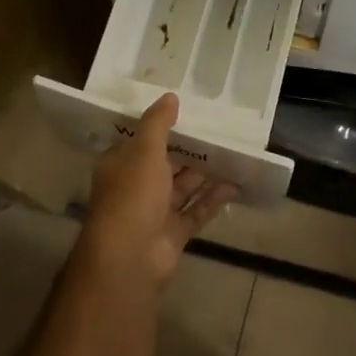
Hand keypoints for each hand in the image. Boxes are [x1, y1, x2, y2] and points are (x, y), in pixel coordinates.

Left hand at [80, 94, 235, 287]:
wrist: (130, 259)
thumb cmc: (132, 196)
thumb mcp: (144, 151)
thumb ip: (158, 124)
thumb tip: (170, 96)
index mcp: (120, 166)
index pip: (139, 141)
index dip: (160, 126)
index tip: (186, 111)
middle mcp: (135, 188)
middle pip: (164, 164)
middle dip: (188, 150)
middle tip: (217, 129)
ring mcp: (154, 213)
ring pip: (182, 188)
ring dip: (204, 173)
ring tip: (232, 153)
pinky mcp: (173, 233)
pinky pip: (196, 211)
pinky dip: (213, 199)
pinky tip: (234, 184)